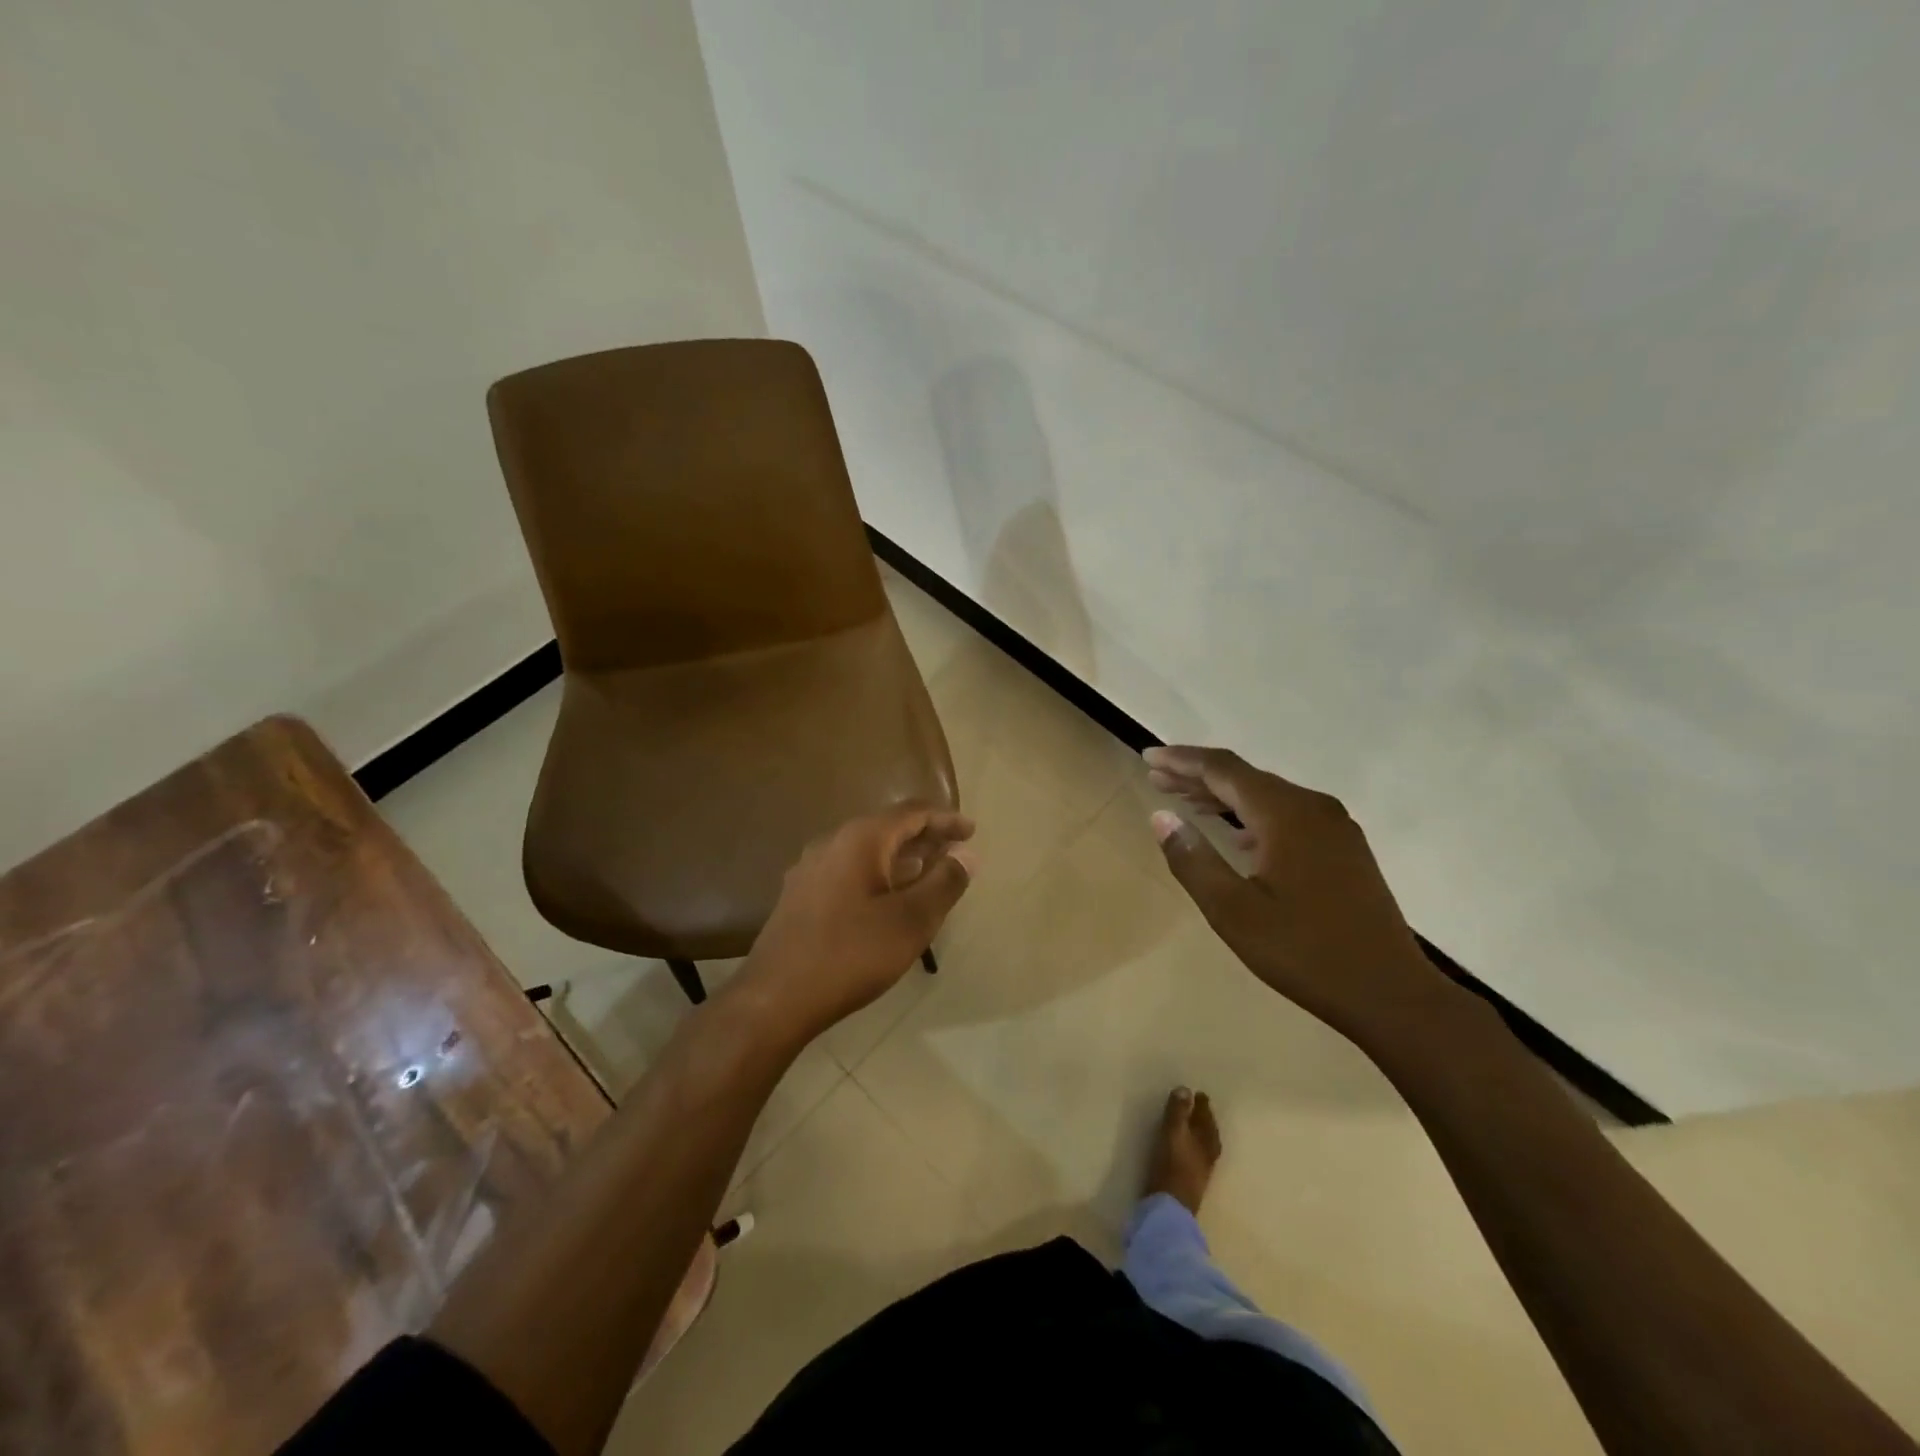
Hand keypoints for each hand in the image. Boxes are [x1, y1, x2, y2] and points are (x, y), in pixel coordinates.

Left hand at [735, 804, 975, 1039]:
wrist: (775, 998)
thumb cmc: (851, 954)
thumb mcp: (911, 920)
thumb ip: (944, 883)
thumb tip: (967, 855)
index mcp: (860, 839)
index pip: (912, 812)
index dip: (945, 819)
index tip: (972, 831)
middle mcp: (832, 843)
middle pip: (888, 828)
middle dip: (925, 838)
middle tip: (956, 852)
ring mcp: (812, 869)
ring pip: (867, 851)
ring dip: (902, 858)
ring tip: (931, 873)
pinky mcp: (801, 895)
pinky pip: (850, 871)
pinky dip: (879, 875)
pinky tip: (891, 899)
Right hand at [1143, 745, 1457, 1052]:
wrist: (1391, 994)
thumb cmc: (1304, 952)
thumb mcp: (1232, 910)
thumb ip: (1193, 859)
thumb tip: (1161, 816)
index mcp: (1286, 814)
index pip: (1224, 770)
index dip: (1182, 760)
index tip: (1148, 757)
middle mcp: (1313, 807)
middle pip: (1246, 778)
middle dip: (1198, 776)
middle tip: (1157, 778)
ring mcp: (1335, 827)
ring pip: (1268, 796)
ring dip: (1224, 796)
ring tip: (1185, 801)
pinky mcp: (1345, 849)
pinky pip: (1288, 815)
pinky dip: (1252, 815)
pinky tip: (1235, 832)